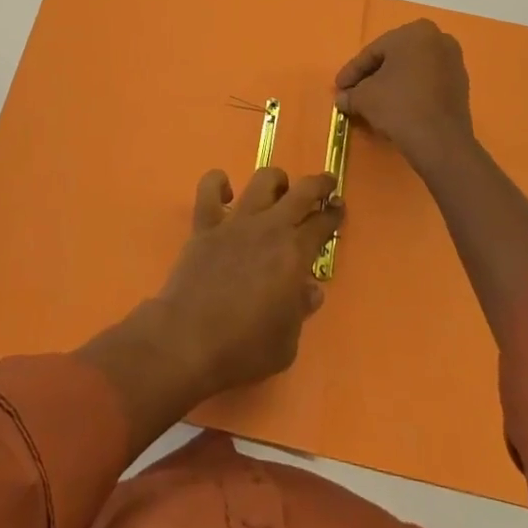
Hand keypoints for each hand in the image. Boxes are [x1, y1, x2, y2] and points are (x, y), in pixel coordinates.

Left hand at [153, 166, 341, 398]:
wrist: (188, 340)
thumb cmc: (243, 348)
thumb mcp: (287, 343)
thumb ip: (300, 310)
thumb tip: (309, 288)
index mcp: (294, 254)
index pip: (322, 224)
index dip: (334, 214)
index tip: (339, 209)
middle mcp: (268, 228)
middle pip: (300, 191)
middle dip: (318, 185)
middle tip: (326, 183)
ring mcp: (235, 222)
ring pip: (261, 181)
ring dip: (276, 180)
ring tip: (280, 188)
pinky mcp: (205, 224)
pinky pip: (209, 188)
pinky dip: (218, 182)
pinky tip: (226, 192)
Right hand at [334, 18, 474, 169]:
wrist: (440, 142)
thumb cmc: (399, 106)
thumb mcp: (364, 97)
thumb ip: (351, 94)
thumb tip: (342, 99)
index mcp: (415, 32)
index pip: (374, 52)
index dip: (353, 71)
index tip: (339, 87)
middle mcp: (438, 39)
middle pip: (394, 59)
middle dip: (373, 77)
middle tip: (354, 93)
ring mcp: (453, 62)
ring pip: (412, 71)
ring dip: (392, 85)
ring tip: (373, 103)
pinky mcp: (461, 86)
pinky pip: (427, 83)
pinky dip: (410, 92)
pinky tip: (396, 108)